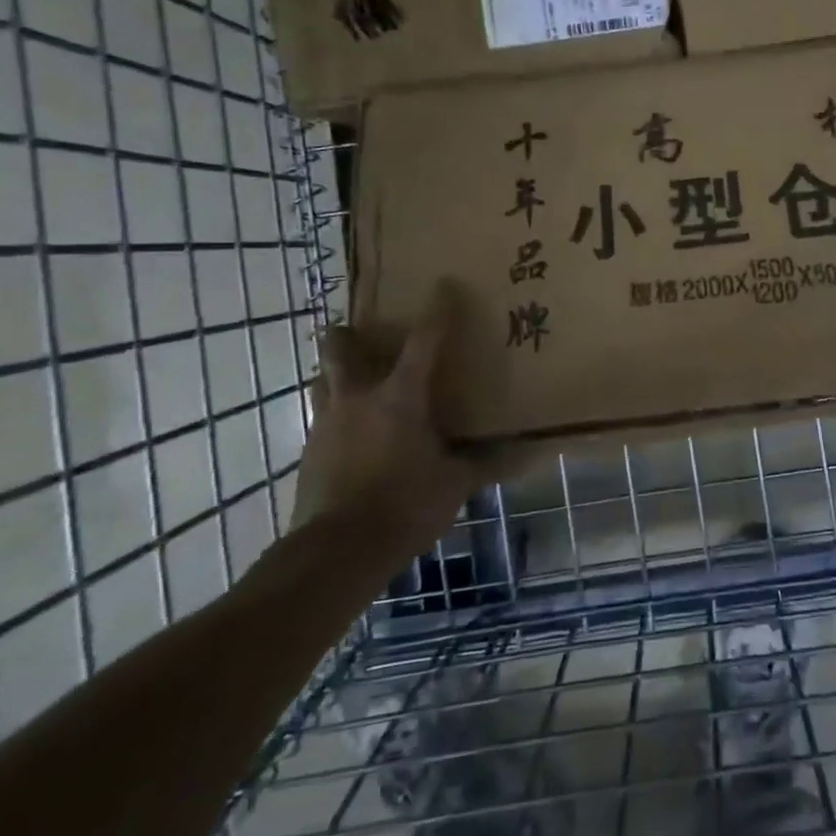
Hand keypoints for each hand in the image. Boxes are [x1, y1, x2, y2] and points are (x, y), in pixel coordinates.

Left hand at [291, 282, 477, 560]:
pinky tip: (354, 437)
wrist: (336, 552)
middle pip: (341, 348)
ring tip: (359, 383)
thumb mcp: (454, 485)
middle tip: (366, 334)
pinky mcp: (309, 452)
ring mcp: (326, 424)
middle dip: (350, 334)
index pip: (424, 341)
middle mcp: (358, 398)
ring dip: (338, 373)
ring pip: (323, 380)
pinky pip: (322, 418)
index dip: (437, 311)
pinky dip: (338, 416)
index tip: (443, 284)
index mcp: (400, 397)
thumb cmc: (403, 505)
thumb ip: (483, 464)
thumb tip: (525, 455)